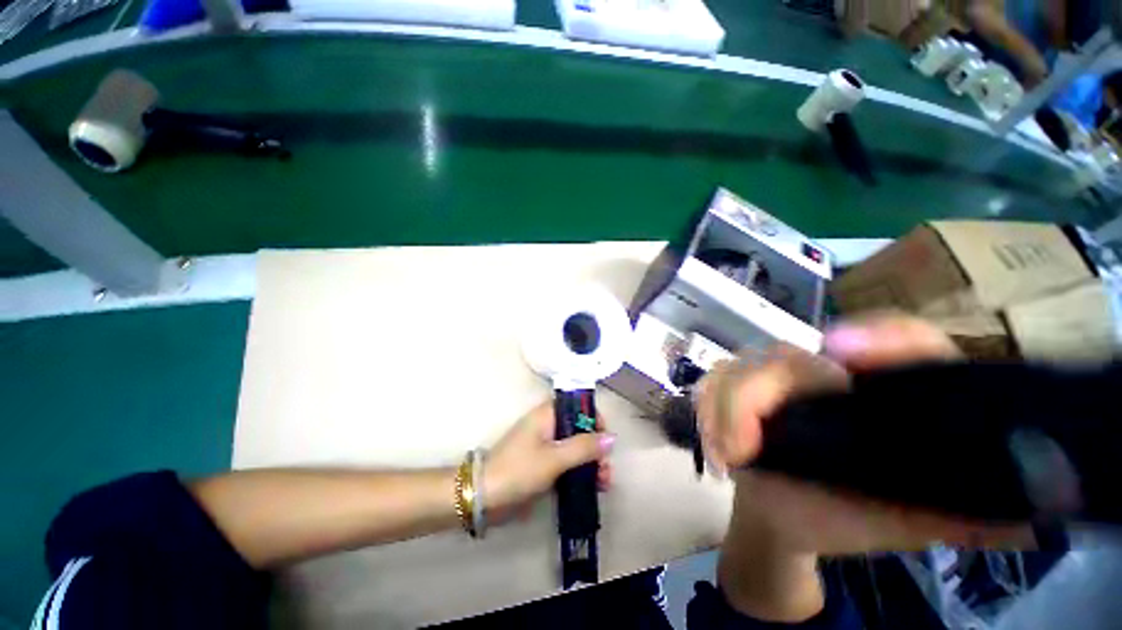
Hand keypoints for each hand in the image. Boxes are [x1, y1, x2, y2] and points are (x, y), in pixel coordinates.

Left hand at [482, 403, 612, 522]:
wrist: (484, 497)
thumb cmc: (519, 470)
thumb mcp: (554, 458)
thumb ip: (583, 447)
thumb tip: (612, 438)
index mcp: (547, 415)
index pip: (576, 405)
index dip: (594, 418)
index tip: (605, 438)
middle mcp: (548, 426)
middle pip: (579, 429)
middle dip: (596, 447)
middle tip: (607, 468)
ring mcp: (545, 447)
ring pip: (576, 448)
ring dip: (592, 463)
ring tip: (604, 483)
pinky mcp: (543, 466)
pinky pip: (568, 464)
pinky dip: (581, 472)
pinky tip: (593, 488)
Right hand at [700, 313, 1034, 553]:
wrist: (789, 515)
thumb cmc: (853, 516)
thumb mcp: (917, 520)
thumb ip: (969, 512)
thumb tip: (1031, 510)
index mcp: (883, 393)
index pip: (904, 341)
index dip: (883, 339)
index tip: (844, 350)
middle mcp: (825, 372)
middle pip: (790, 357)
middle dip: (760, 394)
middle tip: (746, 448)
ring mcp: (773, 378)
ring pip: (741, 367)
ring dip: (726, 407)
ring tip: (728, 454)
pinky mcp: (735, 388)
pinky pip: (714, 384)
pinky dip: (708, 408)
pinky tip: (715, 443)